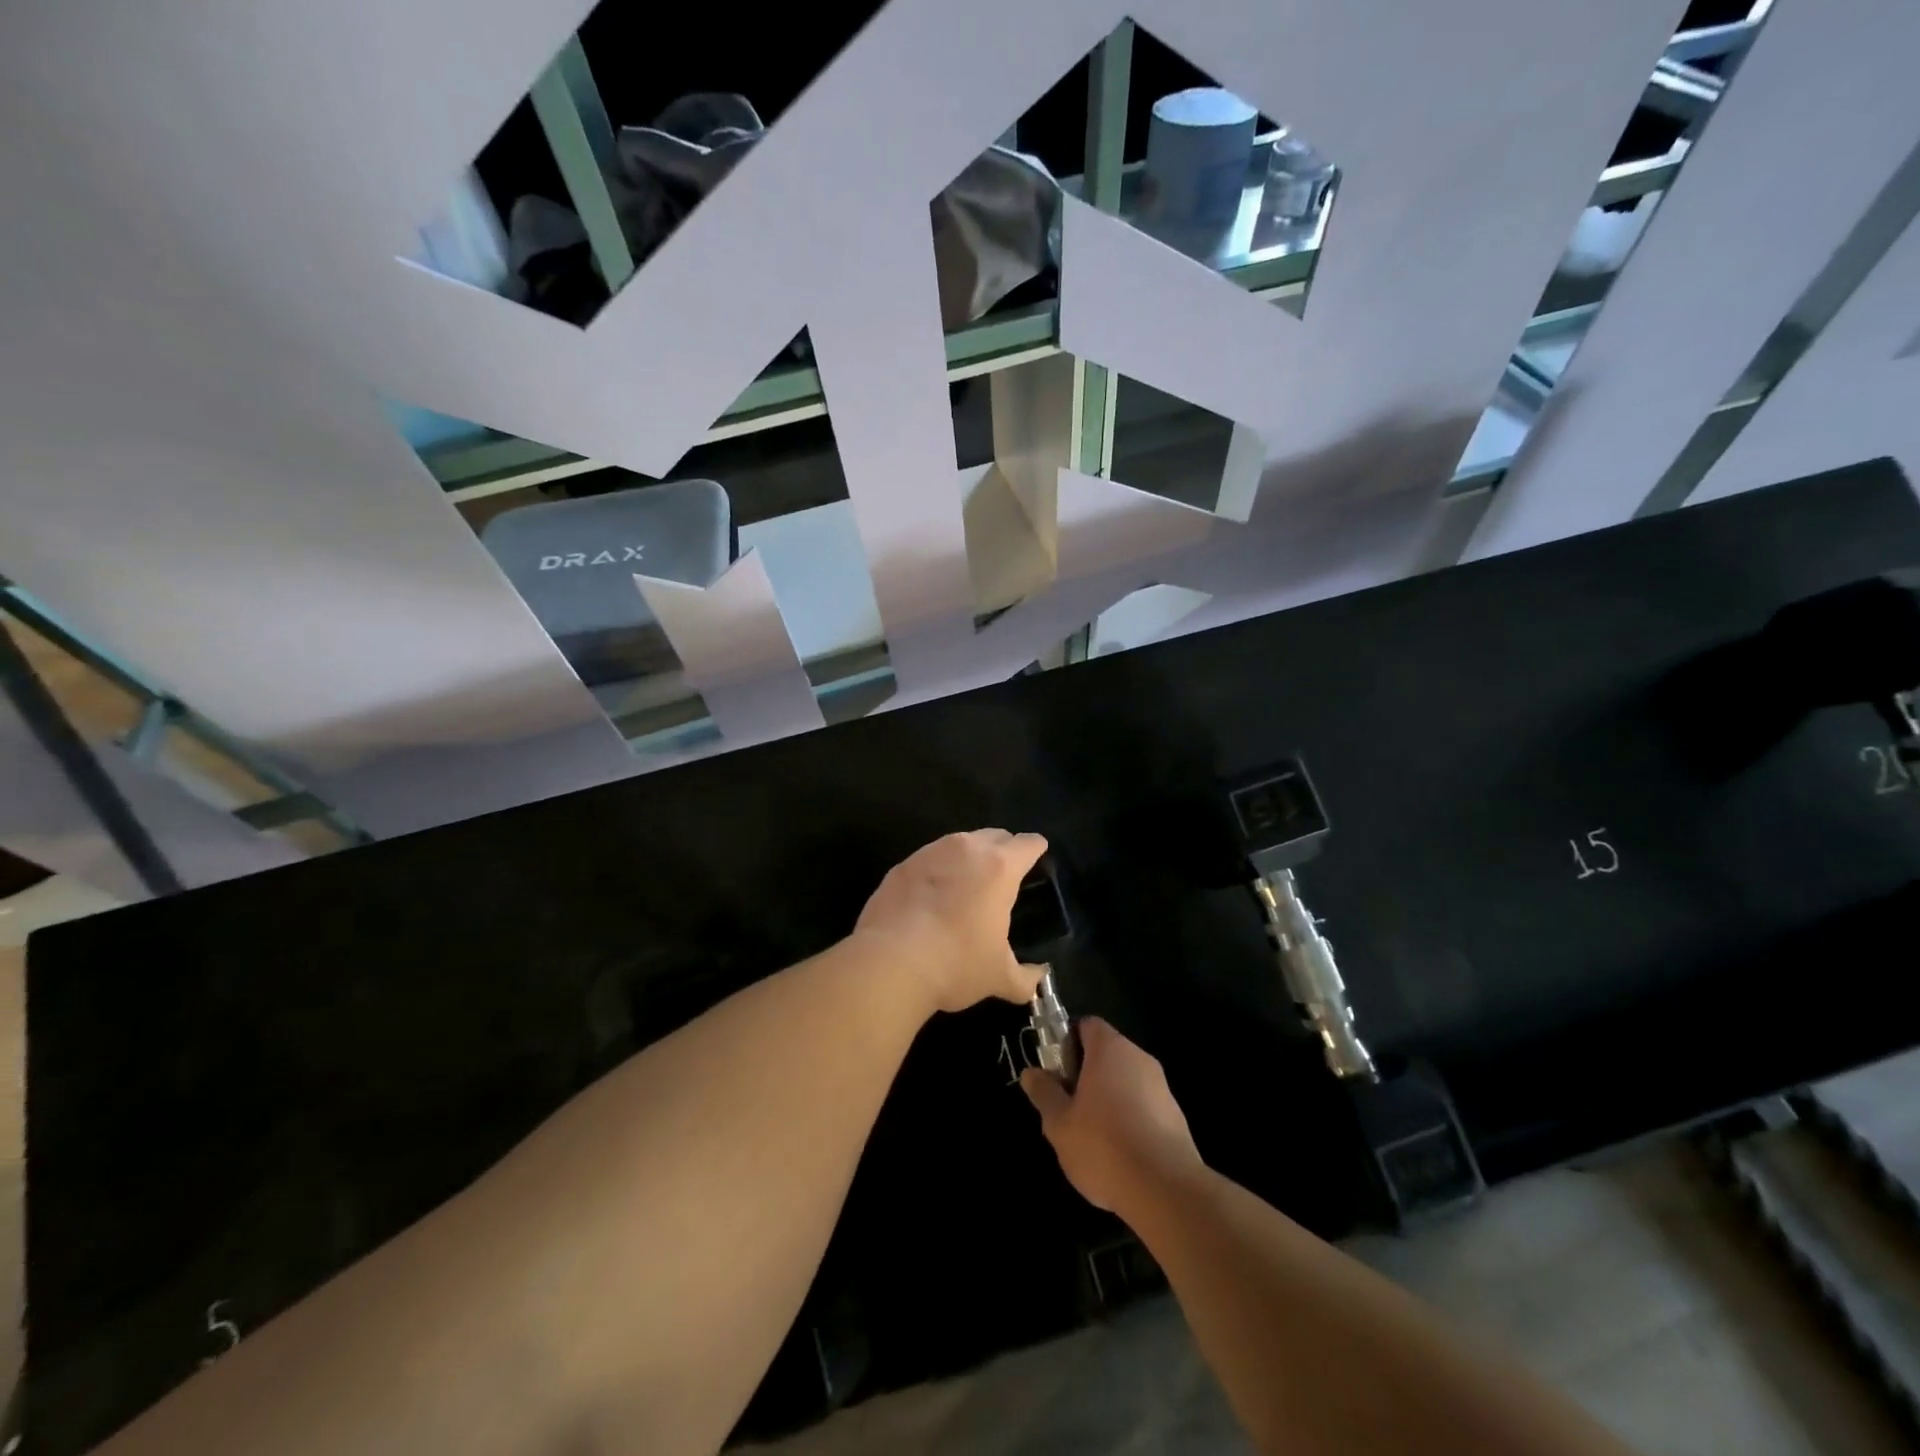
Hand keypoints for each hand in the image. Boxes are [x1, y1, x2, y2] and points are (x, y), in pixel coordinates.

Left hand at [853, 829, 1049, 1014]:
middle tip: (1003, 876)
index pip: (1028, 844)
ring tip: (967, 886)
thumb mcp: (998, 977)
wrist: (889, 962)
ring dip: (968, 858)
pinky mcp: (901, 866)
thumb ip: (1025, 978)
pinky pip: (928, 860)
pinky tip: (932, 897)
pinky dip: (937, 872)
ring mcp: (929, 853)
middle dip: (1003, 850)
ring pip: (959, 844)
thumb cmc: (956, 964)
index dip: (1036, 849)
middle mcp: (966, 849)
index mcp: (999, 867)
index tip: (1037, 857)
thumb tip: (1037, 980)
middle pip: (994, 835)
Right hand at [1022, 1018, 1203, 1214]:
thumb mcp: (1059, 1123)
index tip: (1056, 1073)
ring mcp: (1162, 1087)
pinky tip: (1119, 1155)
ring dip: (1107, 1099)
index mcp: (1110, 1049)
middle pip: (1106, 1054)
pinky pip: (1144, 1107)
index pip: (1087, 1025)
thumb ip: (1044, 1093)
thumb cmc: (1104, 1146)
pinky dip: (1129, 1120)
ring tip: (1090, 1139)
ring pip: (1125, 1082)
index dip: (1067, 1042)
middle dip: (1084, 1076)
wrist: (1166, 1191)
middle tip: (1067, 1109)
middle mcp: (1139, 1058)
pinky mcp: (1176, 1116)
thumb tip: (1031, 1073)